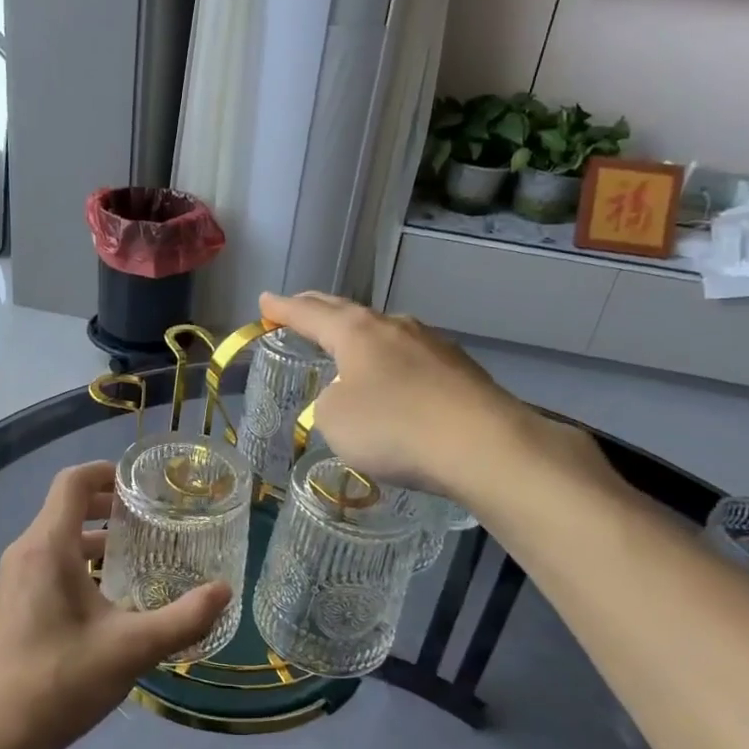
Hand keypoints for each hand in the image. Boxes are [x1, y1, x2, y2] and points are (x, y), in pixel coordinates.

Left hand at [0, 460, 231, 748]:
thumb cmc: (61, 681)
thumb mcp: (132, 649)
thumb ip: (183, 618)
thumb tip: (224, 591)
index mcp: (46, 547)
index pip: (72, 482)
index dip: (105, 472)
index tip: (139, 484)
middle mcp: (22, 555)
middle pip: (63, 510)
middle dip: (104, 508)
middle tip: (146, 519)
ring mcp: (8, 585)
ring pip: (52, 543)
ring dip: (90, 541)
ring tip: (130, 559)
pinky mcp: (4, 611)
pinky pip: (41, 569)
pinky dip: (73, 566)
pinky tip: (100, 604)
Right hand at [259, 291, 612, 504]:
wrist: (484, 446)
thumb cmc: (394, 427)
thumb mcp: (334, 420)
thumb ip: (329, 402)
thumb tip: (350, 396)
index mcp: (356, 331)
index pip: (309, 313)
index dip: (283, 309)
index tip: (265, 302)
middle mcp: (394, 327)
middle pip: (347, 313)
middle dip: (319, 310)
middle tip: (298, 307)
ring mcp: (433, 345)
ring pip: (384, 335)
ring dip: (361, 339)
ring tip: (348, 347)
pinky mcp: (461, 371)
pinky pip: (412, 361)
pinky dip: (393, 367)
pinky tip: (396, 386)